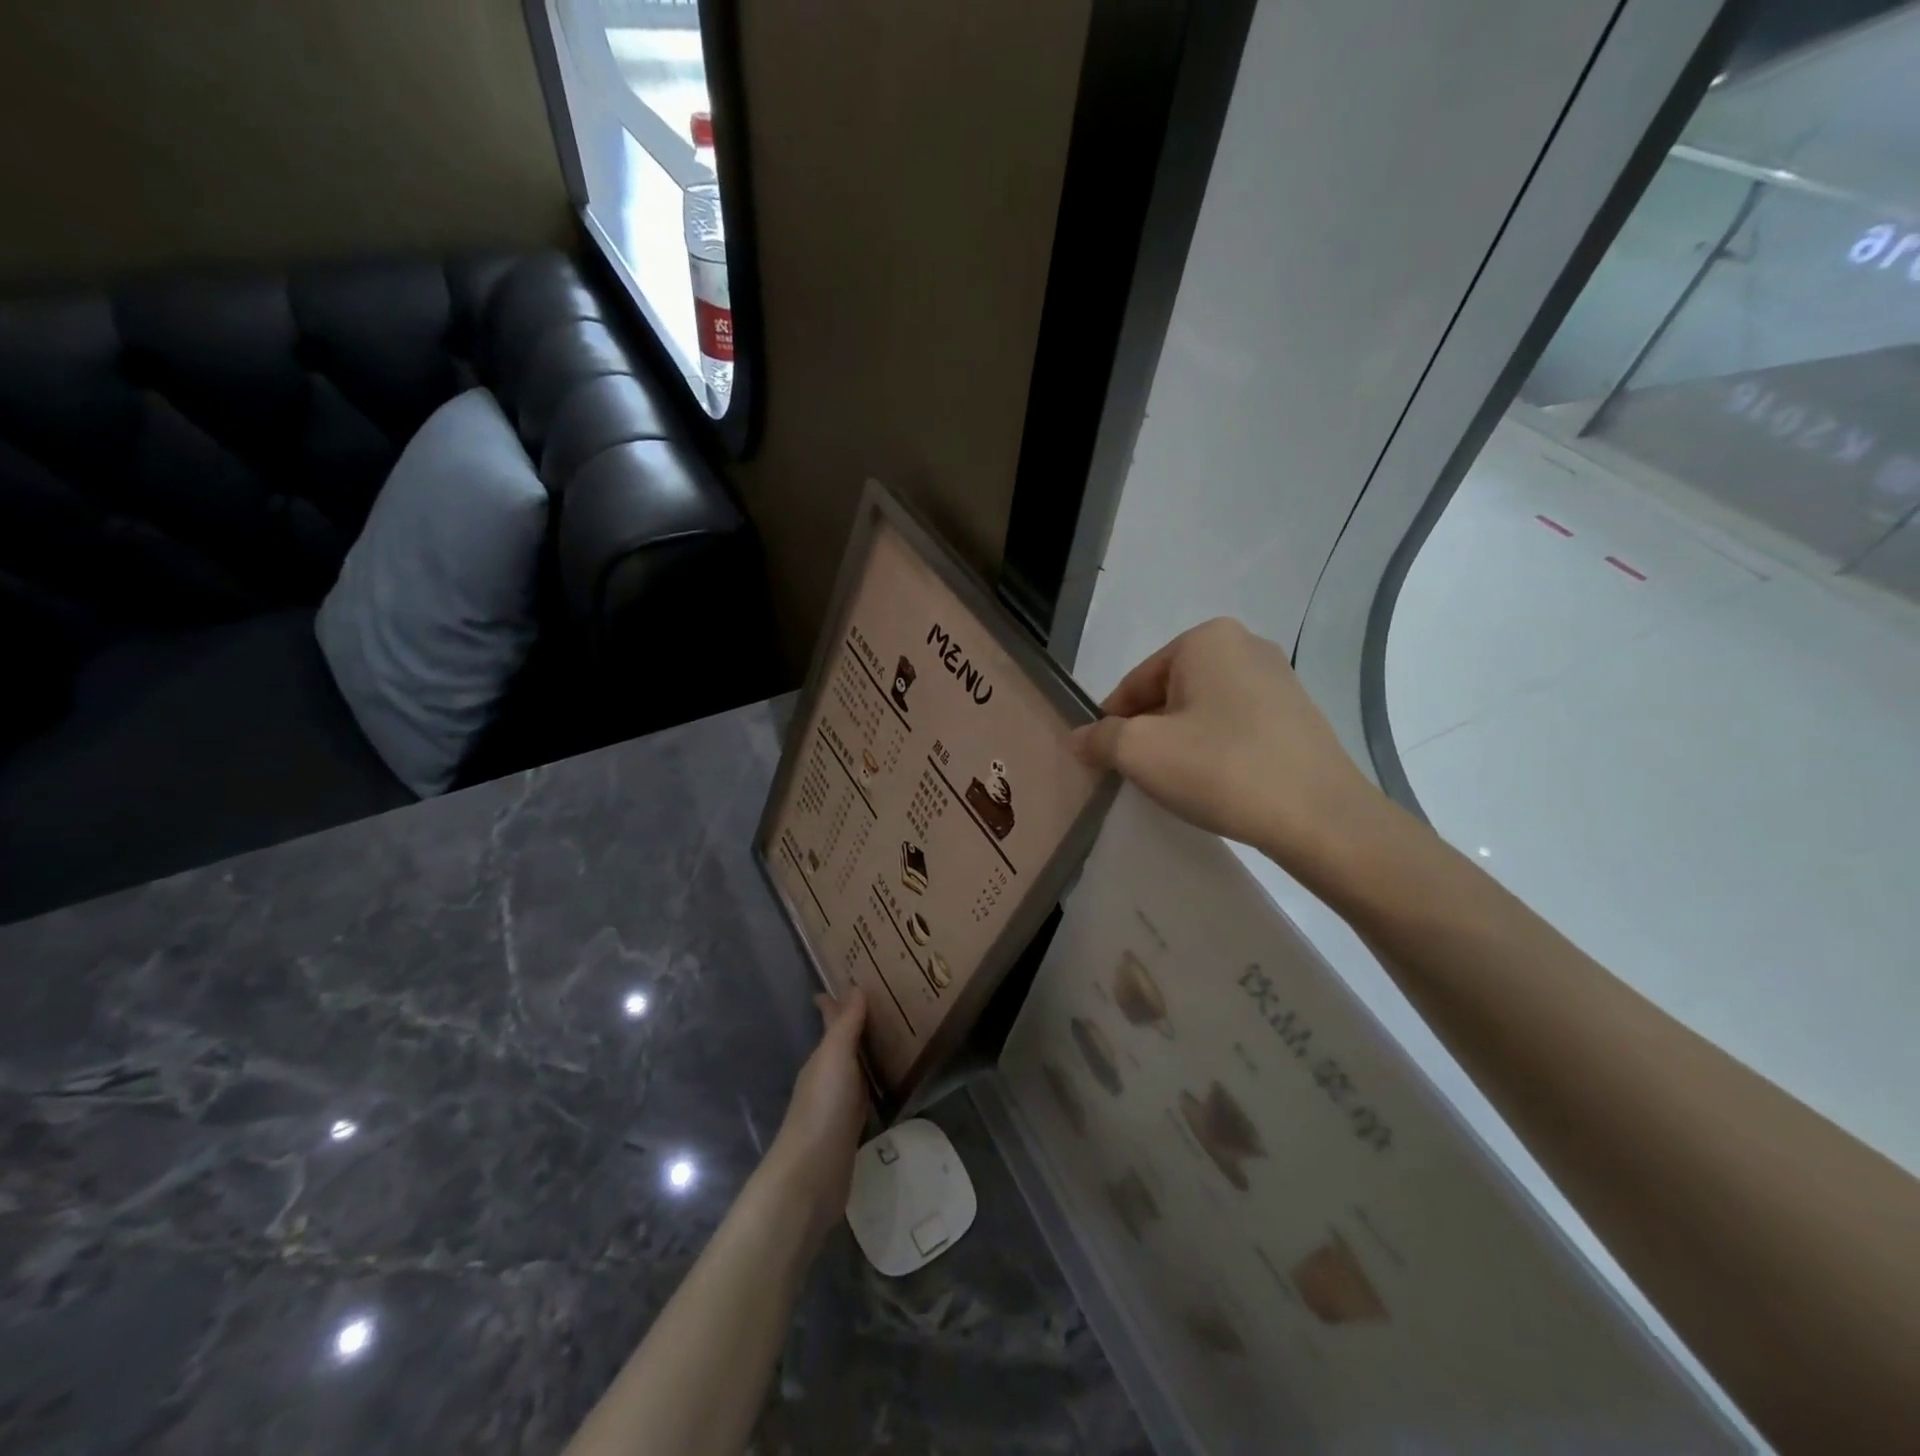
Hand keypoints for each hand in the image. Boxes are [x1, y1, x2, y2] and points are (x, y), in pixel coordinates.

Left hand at [762, 989, 870, 1250]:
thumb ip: (846, 1024)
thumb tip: (856, 986)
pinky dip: (873, 1083)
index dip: (835, 1001)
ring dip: (866, 1053)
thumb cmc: (823, 1108)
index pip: (830, 1020)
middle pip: (842, 1042)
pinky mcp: (850, 1130)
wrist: (812, 1175)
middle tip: (883, 1004)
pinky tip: (887, 1083)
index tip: (851, 979)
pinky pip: (864, 1095)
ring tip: (892, 1037)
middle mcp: (827, 1076)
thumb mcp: (835, 1058)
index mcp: (822, 1057)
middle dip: (855, 1024)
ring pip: (854, 1068)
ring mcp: (837, 1105)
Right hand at [1070, 618, 1383, 873]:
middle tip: (1142, 775)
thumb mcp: (1140, 752)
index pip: (1135, 682)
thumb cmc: (1220, 769)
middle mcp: (1245, 645)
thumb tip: (1079, 739)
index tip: (1107, 761)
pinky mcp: (1298, 713)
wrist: (1320, 817)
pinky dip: (1216, 748)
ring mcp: (1279, 678)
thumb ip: (1099, 739)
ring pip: (1203, 710)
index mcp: (1206, 639)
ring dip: (1181, 742)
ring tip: (1181, 782)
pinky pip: (1236, 724)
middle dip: (1149, 732)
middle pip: (1169, 693)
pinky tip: (1218, 782)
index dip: (1113, 724)